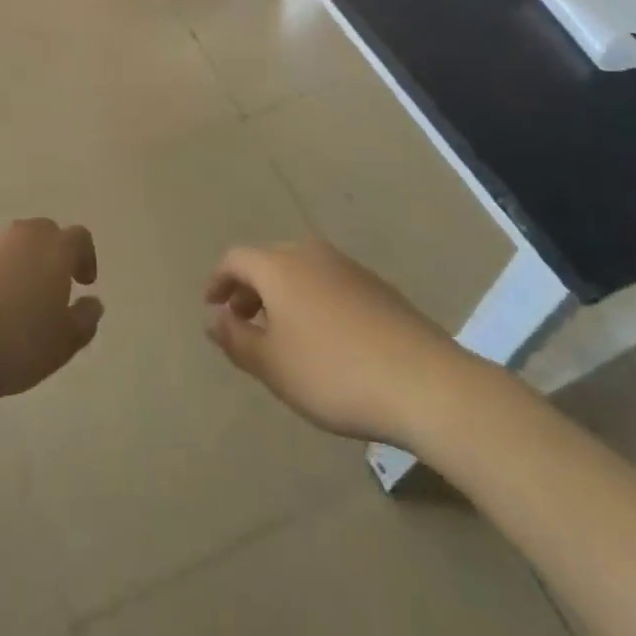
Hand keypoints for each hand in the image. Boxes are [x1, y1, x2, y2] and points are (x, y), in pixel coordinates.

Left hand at [0, 219, 102, 406]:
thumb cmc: (13, 344)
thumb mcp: (62, 344)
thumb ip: (85, 320)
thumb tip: (93, 303)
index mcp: (53, 249)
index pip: (79, 238)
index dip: (85, 258)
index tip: (83, 283)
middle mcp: (20, 235)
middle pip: (43, 234)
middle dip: (51, 256)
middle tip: (49, 290)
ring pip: (9, 245)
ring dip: (17, 264)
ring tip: (12, 303)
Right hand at [204, 238, 473, 445]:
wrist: (424, 382)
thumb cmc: (334, 373)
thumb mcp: (273, 366)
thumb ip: (236, 339)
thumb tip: (212, 317)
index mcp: (280, 266)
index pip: (236, 258)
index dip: (219, 280)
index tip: (212, 306)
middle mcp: (311, 254)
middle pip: (268, 260)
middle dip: (249, 288)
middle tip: (243, 322)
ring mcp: (348, 267)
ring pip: (300, 271)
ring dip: (281, 295)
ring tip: (282, 334)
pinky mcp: (377, 286)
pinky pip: (329, 283)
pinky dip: (312, 300)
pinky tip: (324, 338)